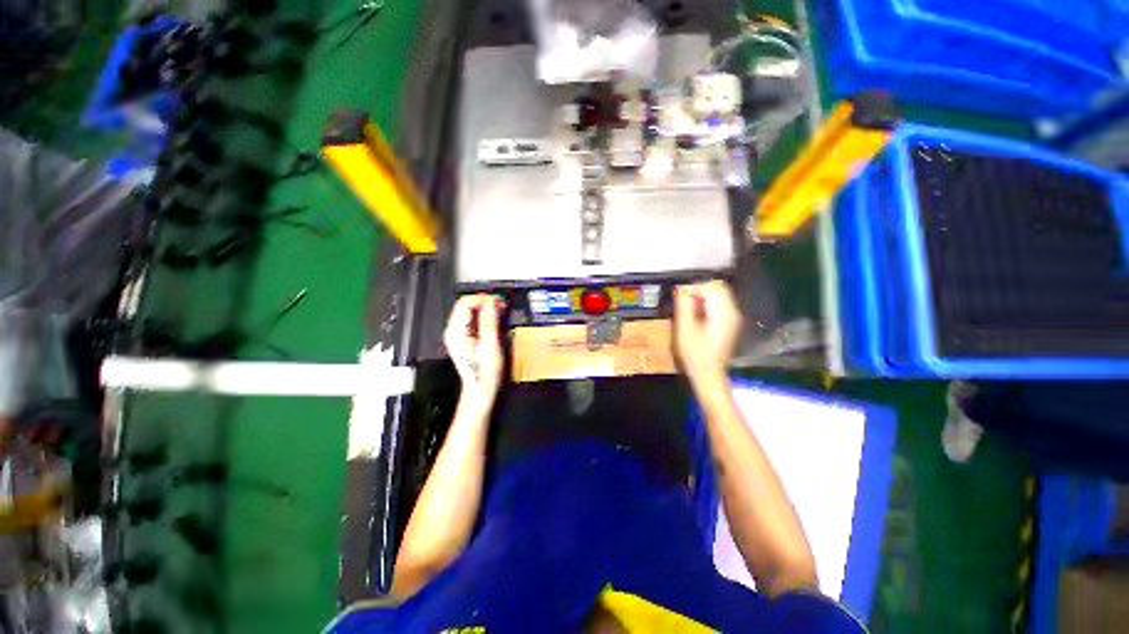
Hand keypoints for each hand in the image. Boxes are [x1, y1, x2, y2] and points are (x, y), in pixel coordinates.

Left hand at [444, 294, 505, 404]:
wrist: (481, 391)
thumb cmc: (485, 372)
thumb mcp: (491, 345)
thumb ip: (489, 321)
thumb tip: (492, 301)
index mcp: (456, 331)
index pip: (465, 303)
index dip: (483, 298)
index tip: (499, 301)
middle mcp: (453, 331)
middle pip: (466, 305)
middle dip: (485, 302)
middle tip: (503, 305)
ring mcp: (458, 335)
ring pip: (470, 312)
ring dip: (486, 308)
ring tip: (501, 311)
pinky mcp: (464, 338)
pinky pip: (472, 320)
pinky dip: (485, 316)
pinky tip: (496, 320)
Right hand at [674, 281, 741, 387]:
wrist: (709, 374)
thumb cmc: (695, 354)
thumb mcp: (684, 329)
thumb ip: (684, 306)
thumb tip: (681, 289)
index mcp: (723, 312)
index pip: (712, 286)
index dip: (695, 287)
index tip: (681, 297)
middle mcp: (732, 312)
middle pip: (718, 289)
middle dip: (699, 292)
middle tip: (684, 303)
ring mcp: (733, 318)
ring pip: (719, 297)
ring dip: (702, 298)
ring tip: (688, 310)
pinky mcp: (729, 324)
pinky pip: (719, 306)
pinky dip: (707, 306)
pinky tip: (697, 317)